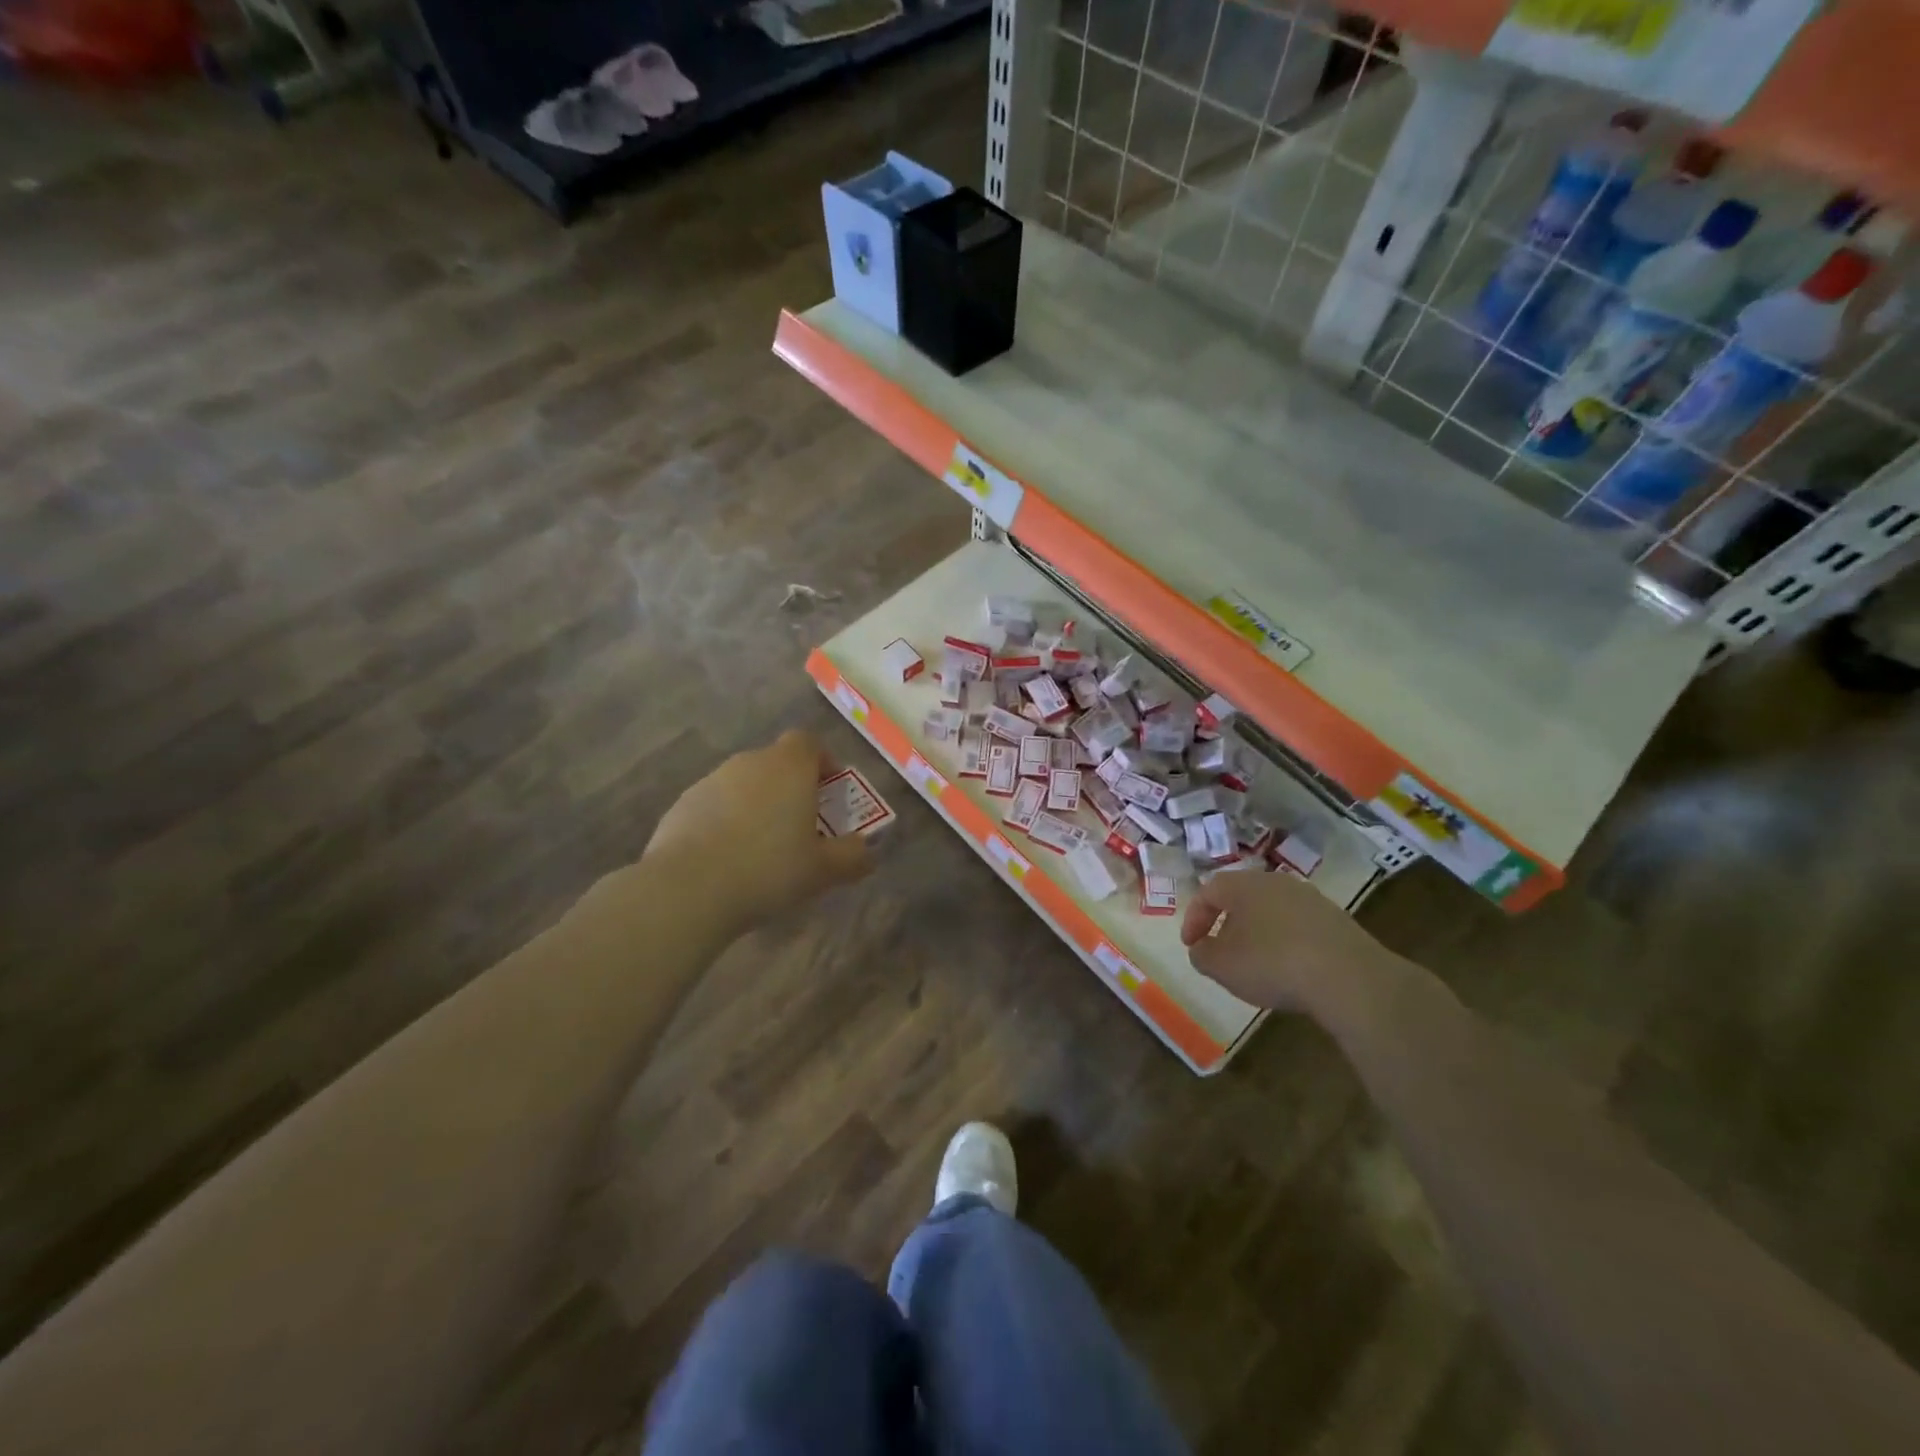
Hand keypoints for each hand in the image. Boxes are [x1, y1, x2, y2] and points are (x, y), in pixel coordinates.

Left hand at [645, 730, 871, 928]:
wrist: (688, 889)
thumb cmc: (769, 869)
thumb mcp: (824, 870)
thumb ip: (852, 856)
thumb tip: (865, 851)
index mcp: (789, 767)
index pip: (809, 742)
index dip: (822, 761)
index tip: (830, 791)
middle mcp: (749, 763)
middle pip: (776, 763)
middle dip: (791, 788)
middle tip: (802, 827)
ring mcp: (710, 781)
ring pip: (744, 785)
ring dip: (757, 805)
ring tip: (762, 848)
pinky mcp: (681, 805)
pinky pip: (715, 806)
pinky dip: (725, 822)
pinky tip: (727, 860)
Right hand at [1179, 868, 1397, 1013]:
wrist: (1349, 977)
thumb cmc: (1272, 963)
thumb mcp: (1221, 965)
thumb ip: (1202, 954)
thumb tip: (1202, 948)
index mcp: (1244, 885)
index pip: (1208, 891)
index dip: (1194, 918)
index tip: (1191, 945)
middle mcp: (1276, 882)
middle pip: (1242, 897)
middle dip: (1227, 923)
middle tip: (1221, 951)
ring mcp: (1310, 899)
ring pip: (1272, 911)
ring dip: (1258, 934)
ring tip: (1256, 964)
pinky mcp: (1337, 921)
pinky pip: (1298, 927)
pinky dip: (1286, 943)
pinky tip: (1289, 970)